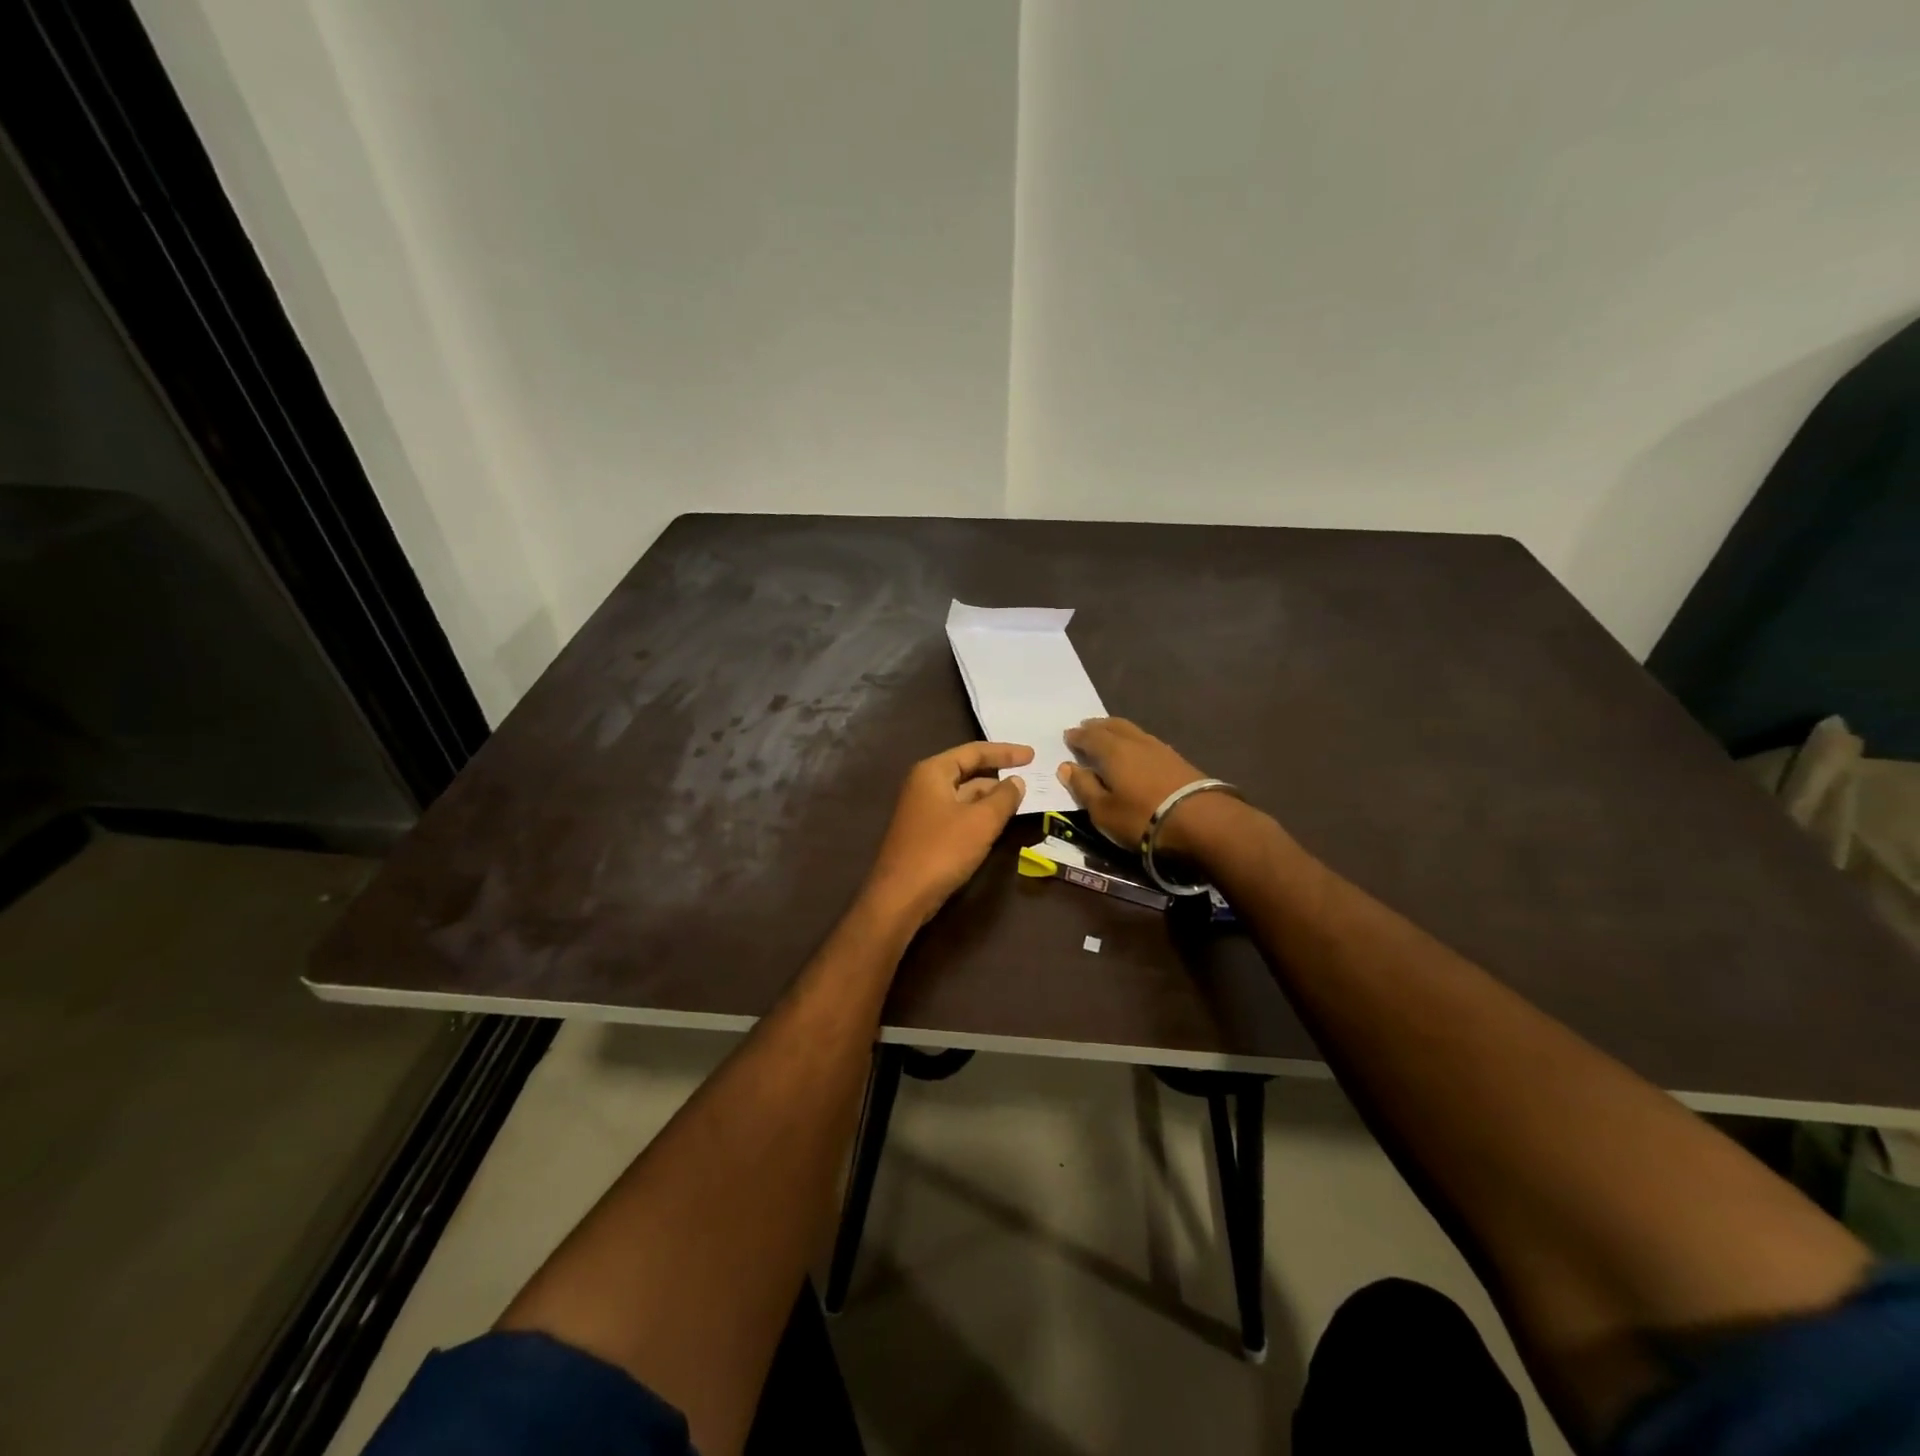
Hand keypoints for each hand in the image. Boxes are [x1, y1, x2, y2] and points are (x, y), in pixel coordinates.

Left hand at [859, 742, 1032, 926]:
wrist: (901, 896)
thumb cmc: (941, 851)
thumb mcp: (981, 822)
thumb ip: (1004, 798)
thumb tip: (1017, 781)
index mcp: (933, 772)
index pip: (974, 751)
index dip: (1005, 752)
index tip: (1033, 755)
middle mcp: (924, 784)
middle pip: (967, 771)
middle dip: (999, 775)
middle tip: (1031, 777)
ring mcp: (923, 810)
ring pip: (964, 795)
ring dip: (991, 797)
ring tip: (1022, 800)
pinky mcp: (925, 833)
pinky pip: (958, 814)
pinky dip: (979, 814)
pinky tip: (998, 823)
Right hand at [1058, 718, 1219, 852]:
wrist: (1202, 821)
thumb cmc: (1142, 817)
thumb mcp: (1103, 811)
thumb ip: (1083, 787)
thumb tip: (1066, 766)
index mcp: (1113, 751)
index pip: (1090, 736)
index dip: (1077, 736)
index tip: (1068, 735)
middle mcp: (1135, 742)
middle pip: (1113, 726)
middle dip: (1097, 726)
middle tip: (1086, 727)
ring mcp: (1160, 748)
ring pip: (1133, 731)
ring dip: (1117, 730)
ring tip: (1109, 735)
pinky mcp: (1178, 759)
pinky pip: (1147, 741)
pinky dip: (1134, 740)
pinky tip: (1136, 750)